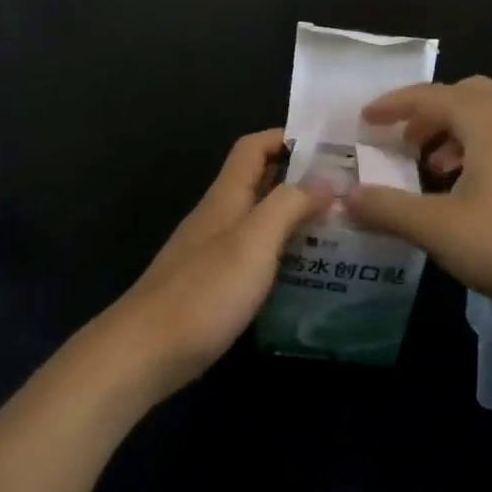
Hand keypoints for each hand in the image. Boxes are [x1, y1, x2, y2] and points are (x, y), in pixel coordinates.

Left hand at [103, 129, 331, 398]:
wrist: (143, 354)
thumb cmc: (203, 292)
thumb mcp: (253, 242)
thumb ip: (288, 205)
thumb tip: (327, 178)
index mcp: (225, 197)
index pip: (253, 147)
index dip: (287, 137)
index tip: (330, 147)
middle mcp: (218, 217)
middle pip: (260, 182)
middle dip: (301, 179)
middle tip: (348, 191)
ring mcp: (213, 253)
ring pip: (260, 220)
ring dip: (296, 218)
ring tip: (339, 230)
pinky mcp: (213, 286)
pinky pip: (255, 255)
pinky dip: (282, 253)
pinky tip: (307, 273)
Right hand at [344, 78, 491, 329]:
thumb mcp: (438, 229)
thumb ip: (387, 209)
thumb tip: (346, 198)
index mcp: (487, 117)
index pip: (429, 95)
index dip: (393, 105)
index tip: (366, 119)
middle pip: (463, 96)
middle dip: (428, 114)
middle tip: (404, 142)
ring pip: (490, 116)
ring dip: (455, 132)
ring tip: (435, 169)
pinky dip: (482, 148)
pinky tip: (474, 189)